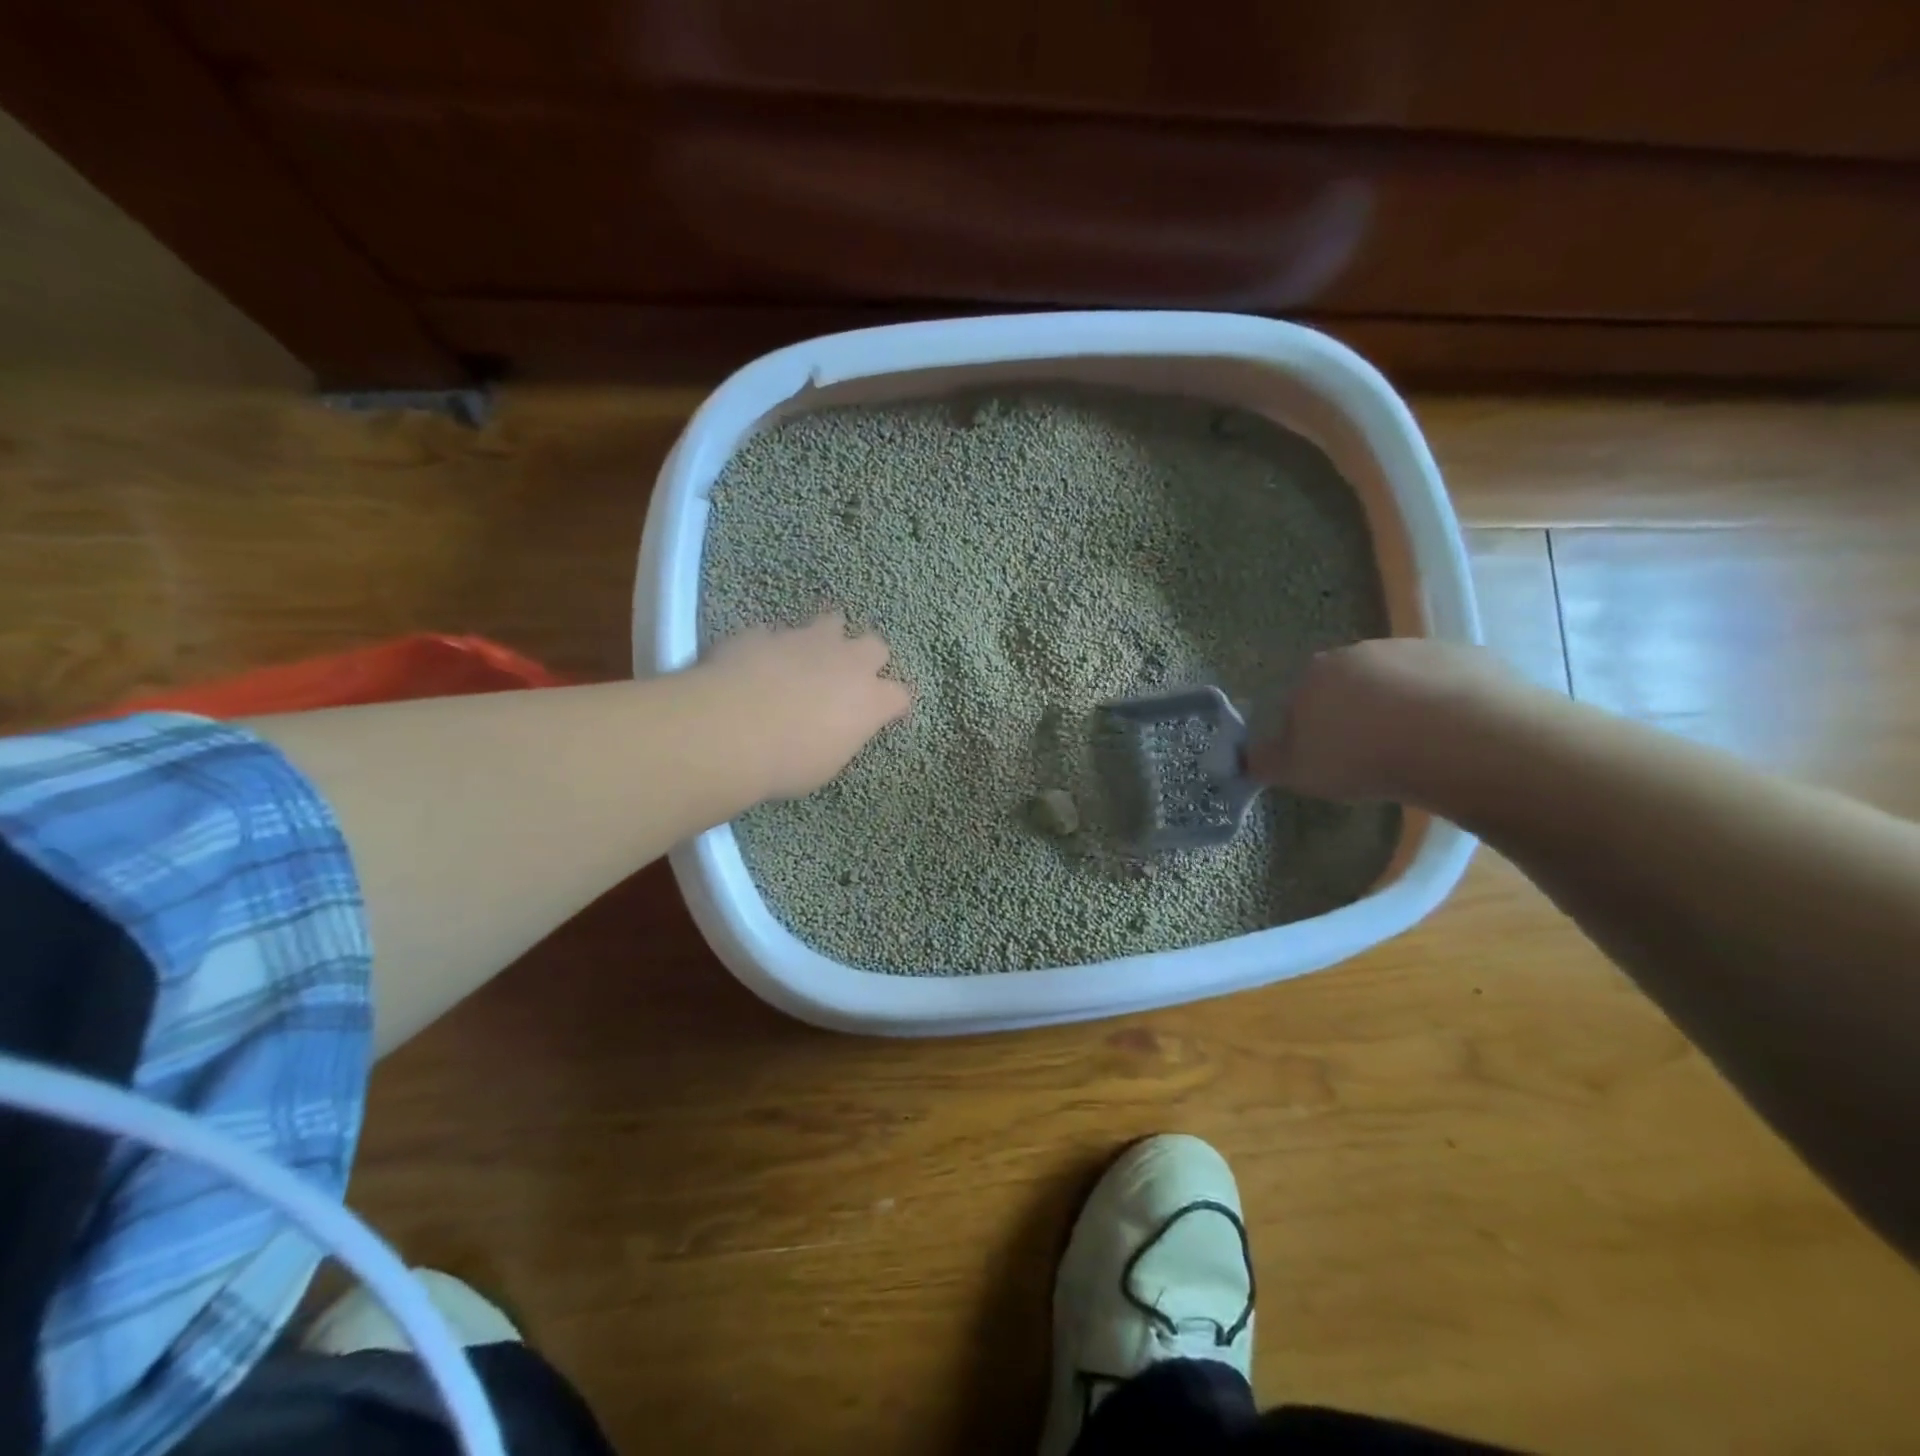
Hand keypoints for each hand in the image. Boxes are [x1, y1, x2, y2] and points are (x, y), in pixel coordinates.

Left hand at [700, 613, 911, 799]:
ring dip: (826, 637)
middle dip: (866, 657)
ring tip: (808, 655)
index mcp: (869, 700)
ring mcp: (806, 640)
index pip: (899, 695)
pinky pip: (777, 633)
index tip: (883, 713)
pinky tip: (757, 663)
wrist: (729, 729)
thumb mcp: (825, 765)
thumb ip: (838, 738)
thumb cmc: (787, 762)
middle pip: (875, 646)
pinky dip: (774, 647)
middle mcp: (846, 661)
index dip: (892, 704)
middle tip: (848, 676)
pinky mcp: (766, 632)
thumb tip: (833, 730)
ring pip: (831, 621)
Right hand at [1248, 638, 1518, 801]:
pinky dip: (1444, 709)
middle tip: (1367, 756)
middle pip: (1350, 685)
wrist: (1459, 740)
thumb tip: (1247, 756)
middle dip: (1354, 714)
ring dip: (1400, 709)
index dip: (1306, 730)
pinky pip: (1447, 687)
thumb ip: (1266, 761)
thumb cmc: (1362, 756)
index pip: (1298, 699)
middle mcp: (1362, 651)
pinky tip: (1451, 741)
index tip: (1322, 759)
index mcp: (1315, 673)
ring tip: (1414, 751)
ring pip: (1399, 682)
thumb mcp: (1297, 771)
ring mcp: (1418, 650)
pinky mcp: (1469, 658)